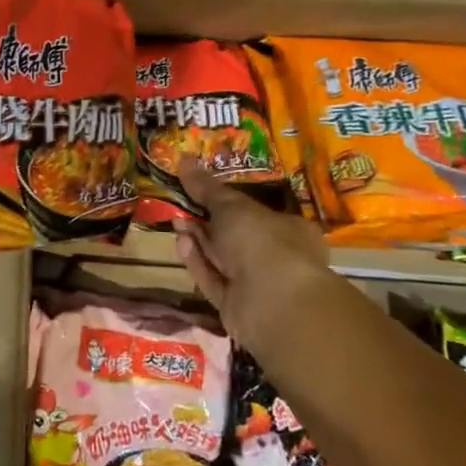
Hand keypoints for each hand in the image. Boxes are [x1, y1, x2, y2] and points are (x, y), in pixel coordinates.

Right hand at [174, 160, 336, 361]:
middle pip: (234, 236)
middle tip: (181, 205)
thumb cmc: (262, 241)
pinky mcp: (236, 306)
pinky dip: (197, 262)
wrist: (272, 303)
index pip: (256, 211)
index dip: (227, 202)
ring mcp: (257, 285)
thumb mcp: (231, 206)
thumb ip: (206, 187)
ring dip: (198, 241)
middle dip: (206, 221)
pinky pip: (213, 280)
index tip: (200, 191)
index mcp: (289, 229)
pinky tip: (181, 244)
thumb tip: (184, 159)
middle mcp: (277, 257)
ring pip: (221, 259)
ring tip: (176, 222)